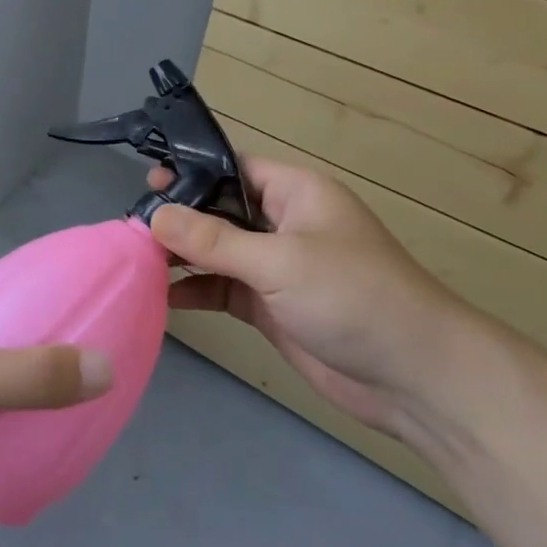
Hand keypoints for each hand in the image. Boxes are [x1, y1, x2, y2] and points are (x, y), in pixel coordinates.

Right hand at [148, 159, 465, 437]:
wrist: (416, 379)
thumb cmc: (354, 298)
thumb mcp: (280, 261)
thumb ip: (213, 240)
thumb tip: (154, 216)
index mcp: (295, 193)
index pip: (232, 168)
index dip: (190, 171)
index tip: (146, 184)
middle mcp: (282, 223)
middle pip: (218, 210)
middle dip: (178, 218)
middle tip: (130, 226)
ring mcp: (276, 267)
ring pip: (217, 251)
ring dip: (181, 256)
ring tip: (135, 259)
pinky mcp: (271, 306)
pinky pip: (223, 288)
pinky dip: (196, 290)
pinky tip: (162, 296)